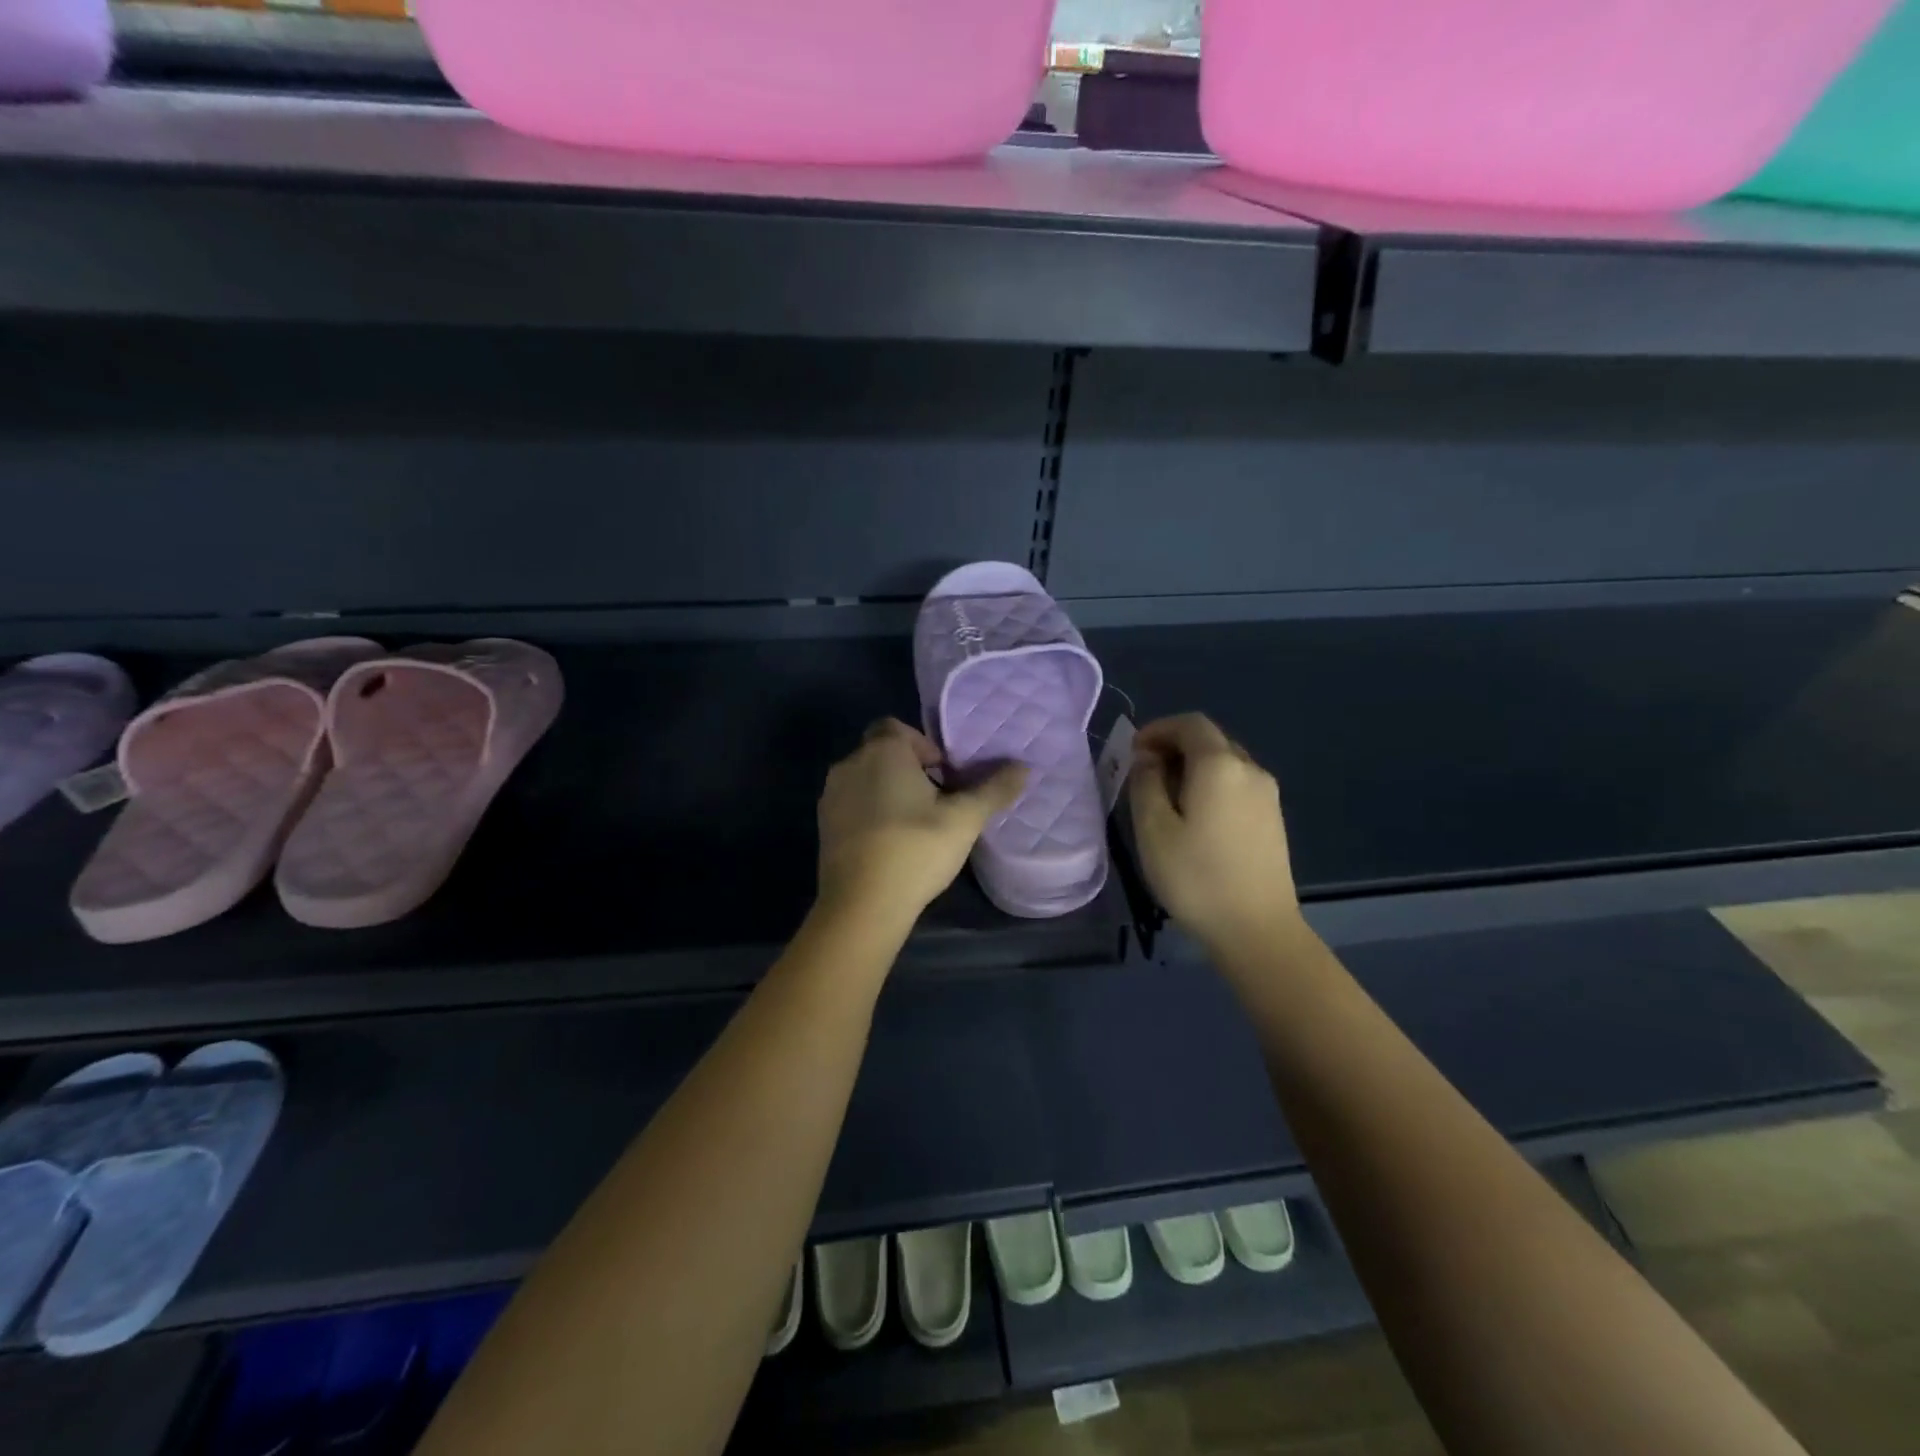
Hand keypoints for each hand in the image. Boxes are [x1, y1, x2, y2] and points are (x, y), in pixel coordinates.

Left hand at [816, 718, 1028, 925]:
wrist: (862, 905)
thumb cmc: (916, 849)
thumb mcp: (965, 819)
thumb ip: (994, 789)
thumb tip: (1023, 766)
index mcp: (882, 751)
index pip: (898, 727)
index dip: (924, 746)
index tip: (945, 775)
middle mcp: (850, 764)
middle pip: (883, 752)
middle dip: (910, 770)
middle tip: (939, 801)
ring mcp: (831, 795)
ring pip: (866, 779)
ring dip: (890, 791)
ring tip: (917, 824)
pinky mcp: (824, 825)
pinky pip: (853, 804)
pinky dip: (871, 813)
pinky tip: (892, 843)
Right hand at [1128, 713, 1300, 954]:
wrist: (1257, 930)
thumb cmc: (1196, 877)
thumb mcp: (1153, 829)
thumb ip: (1146, 783)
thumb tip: (1149, 759)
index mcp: (1220, 765)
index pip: (1190, 724)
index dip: (1158, 729)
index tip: (1133, 752)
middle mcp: (1250, 770)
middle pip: (1210, 741)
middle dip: (1174, 748)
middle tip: (1144, 776)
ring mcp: (1268, 796)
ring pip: (1225, 764)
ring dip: (1192, 769)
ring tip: (1165, 801)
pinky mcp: (1273, 820)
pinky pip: (1237, 786)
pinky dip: (1211, 787)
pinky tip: (1195, 820)